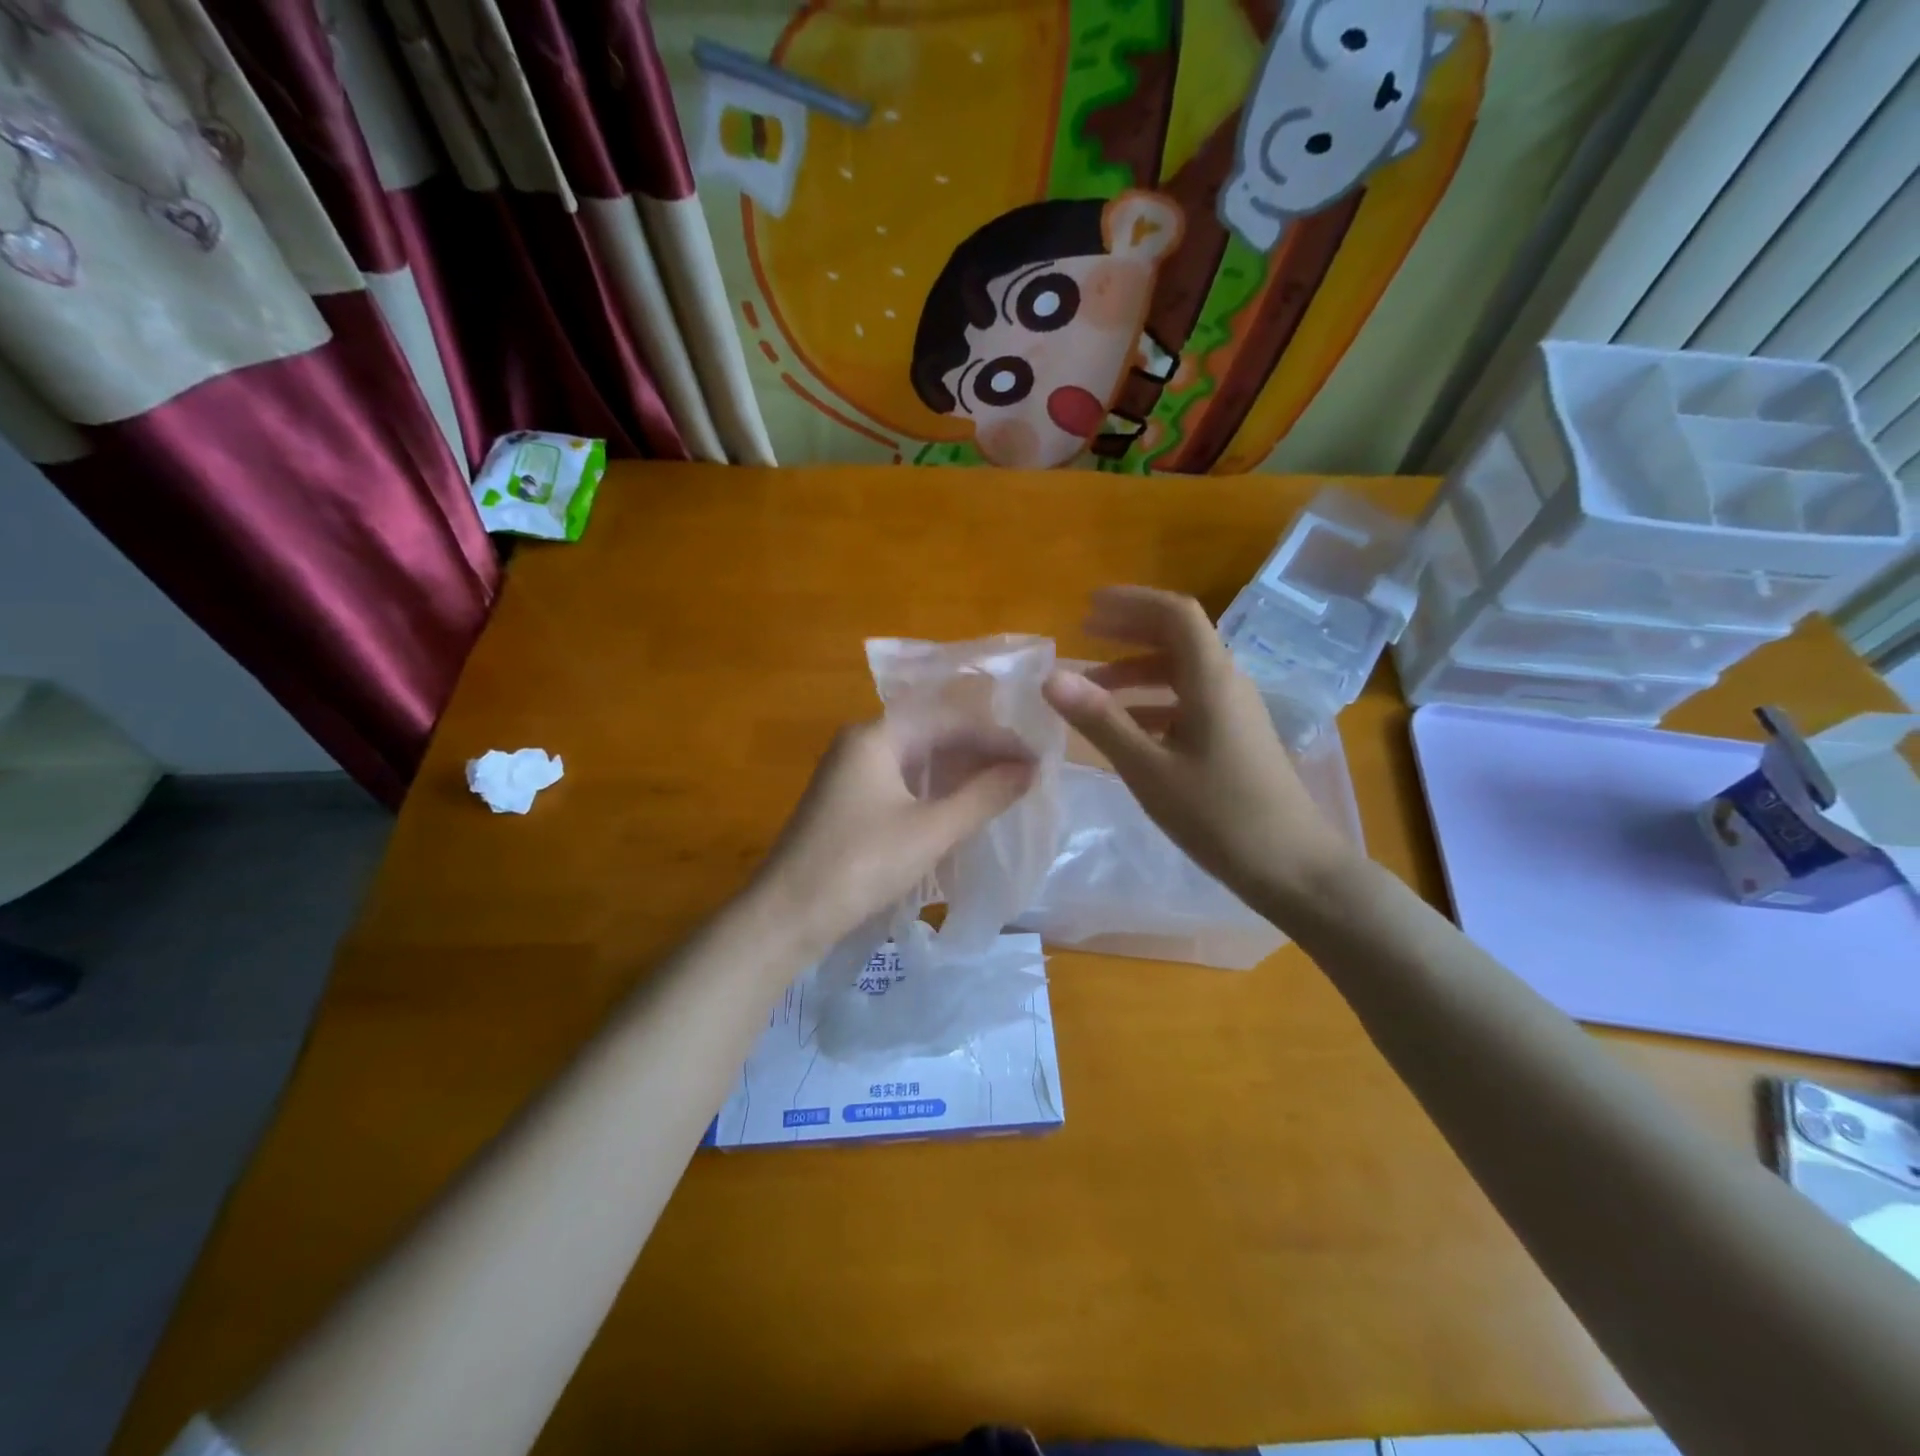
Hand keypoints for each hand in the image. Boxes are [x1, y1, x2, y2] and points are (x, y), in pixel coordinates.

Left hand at [751, 719, 1034, 956]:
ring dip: (959, 773)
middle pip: (932, 734)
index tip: (1035, 757)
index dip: (995, 736)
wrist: (786, 916)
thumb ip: (983, 796)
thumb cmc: (861, 865)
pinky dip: (935, 792)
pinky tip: (963, 808)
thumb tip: (1029, 768)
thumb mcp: (931, 830)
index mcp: (876, 735)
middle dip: (979, 753)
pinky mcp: (849, 803)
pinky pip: (902, 784)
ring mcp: (851, 774)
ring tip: (1004, 789)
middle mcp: (861, 743)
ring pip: (918, 761)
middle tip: (1025, 774)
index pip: (948, 718)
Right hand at [1041, 586, 1355, 906]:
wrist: (1293, 867)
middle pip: (1179, 637)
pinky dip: (1153, 702)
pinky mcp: (1235, 738)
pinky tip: (1126, 726)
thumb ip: (1101, 720)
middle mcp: (1227, 683)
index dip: (1131, 602)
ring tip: (1093, 685)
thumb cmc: (1220, 816)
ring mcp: (1235, 711)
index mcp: (1212, 678)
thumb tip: (1051, 678)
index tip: (1087, 606)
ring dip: (1138, 670)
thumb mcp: (1149, 769)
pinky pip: (1189, 702)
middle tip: (1084, 632)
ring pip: (1182, 672)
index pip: (1174, 614)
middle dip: (1130, 629)